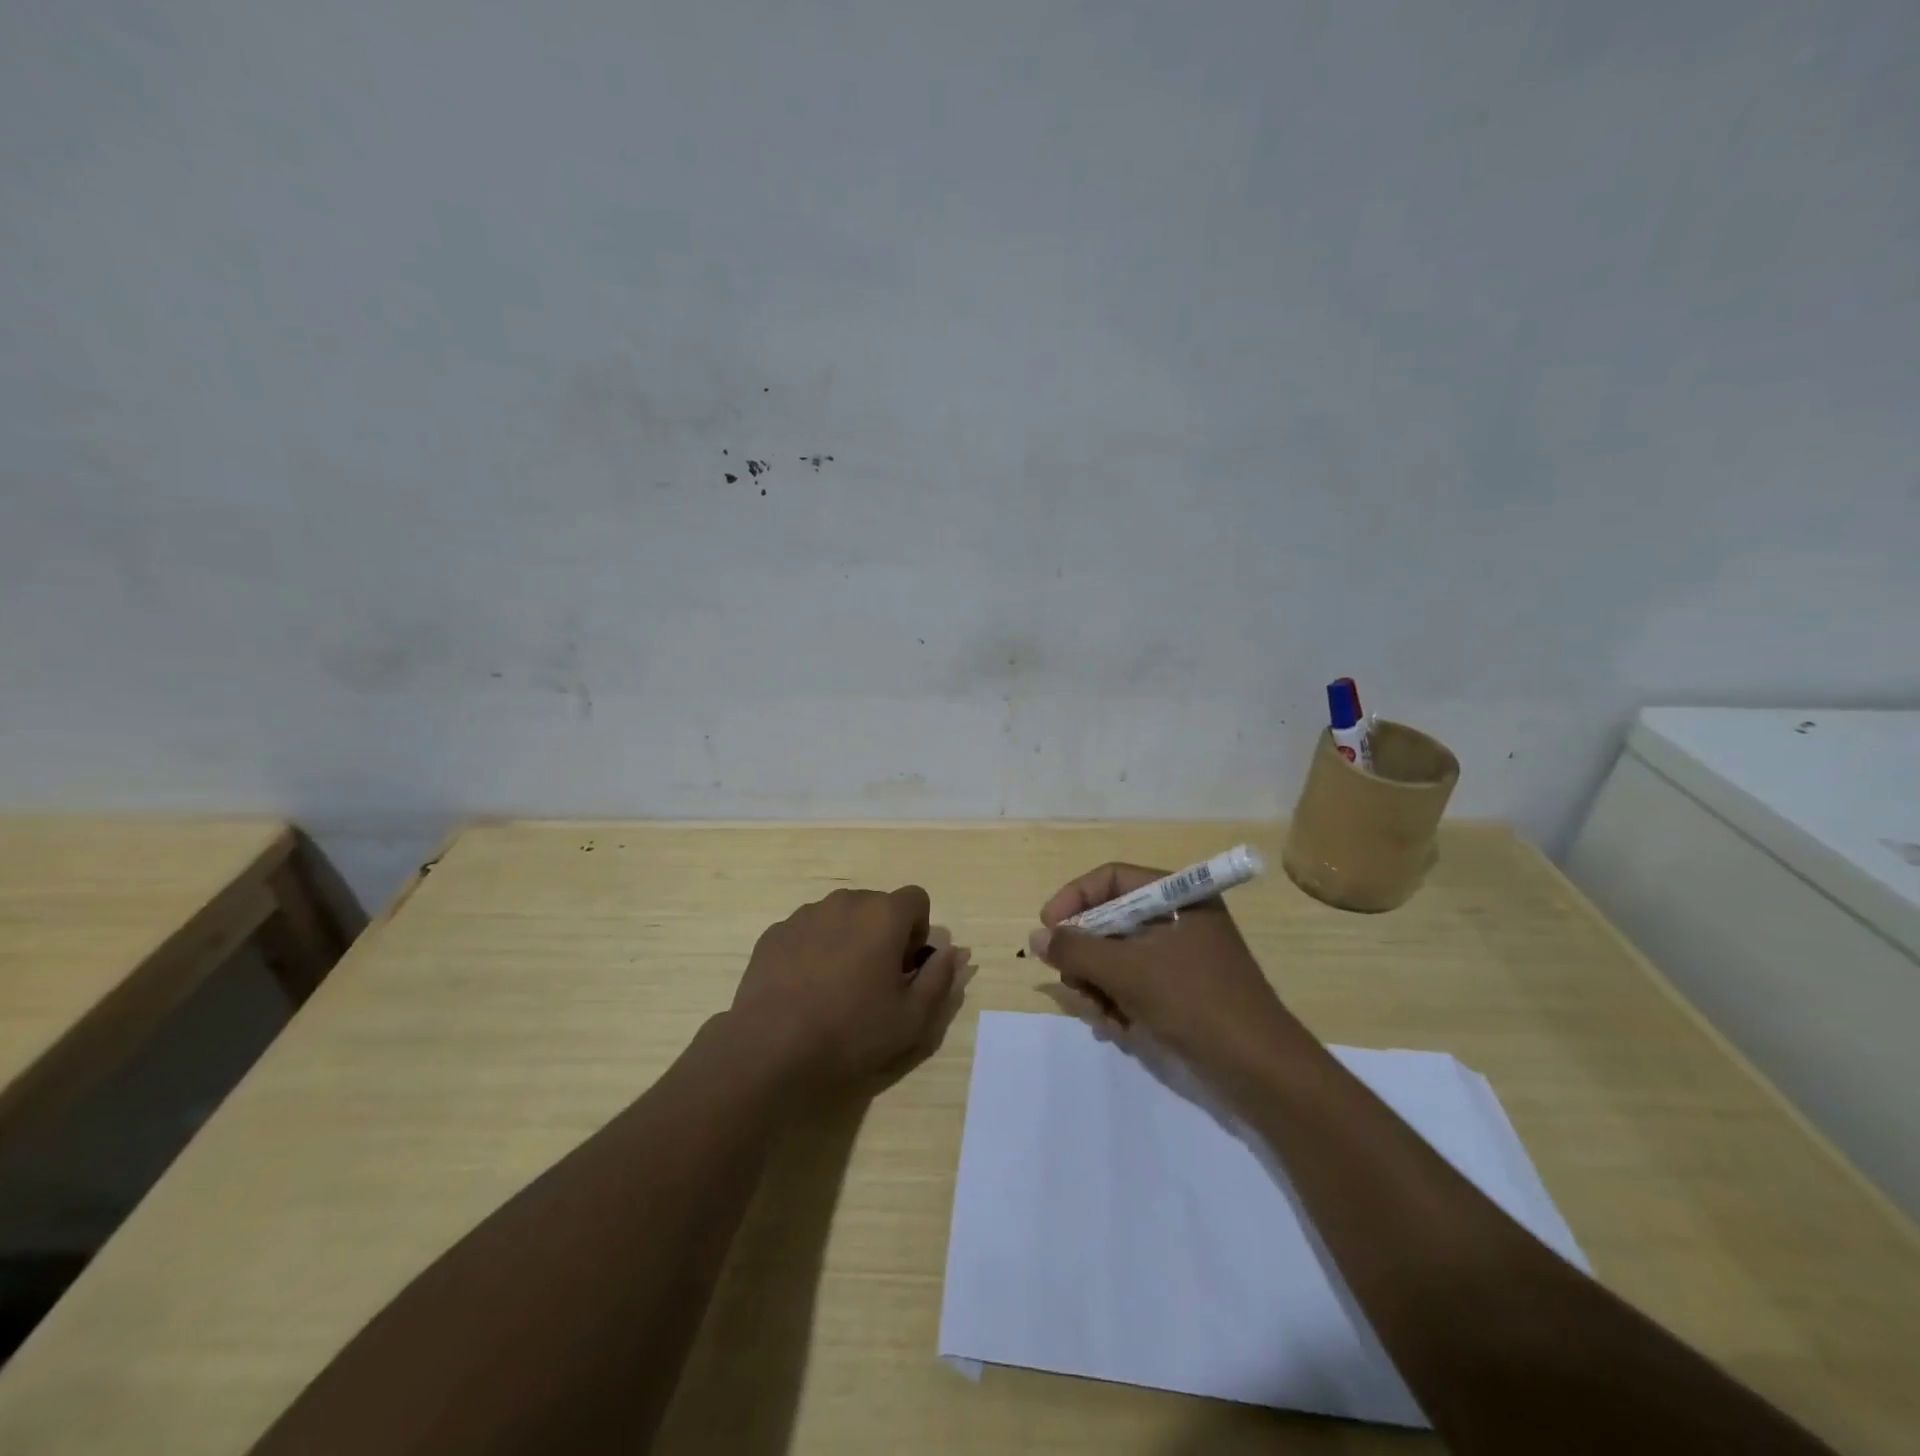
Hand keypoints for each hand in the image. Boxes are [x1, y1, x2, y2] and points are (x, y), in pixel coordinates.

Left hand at [730, 885, 962, 1089]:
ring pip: (840, 916)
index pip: (916, 899)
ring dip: (848, 939)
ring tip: (836, 986)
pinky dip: (814, 949)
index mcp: (884, 914)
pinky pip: (807, 931)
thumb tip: (951, 953)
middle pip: (877, 905)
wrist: (772, 1046)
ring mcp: (806, 914)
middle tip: (874, 980)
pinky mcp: (775, 932)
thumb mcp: (913, 1017)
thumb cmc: (852, 1030)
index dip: (917, 931)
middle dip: (883, 934)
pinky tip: (805, 988)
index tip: (905, 967)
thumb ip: (940, 978)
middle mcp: (846, 901)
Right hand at [1029, 862, 1293, 1075]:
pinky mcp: (1182, 990)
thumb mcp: (1128, 971)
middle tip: (1072, 983)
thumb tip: (1037, 936)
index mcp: (1177, 896)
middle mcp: (1179, 919)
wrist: (1261, 1071)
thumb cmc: (1195, 1003)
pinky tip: (1118, 1027)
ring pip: (1117, 956)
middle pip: (1110, 919)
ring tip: (1101, 1015)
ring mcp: (1181, 956)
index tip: (1047, 931)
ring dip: (1099, 984)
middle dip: (1085, 954)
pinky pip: (1134, 983)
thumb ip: (1076, 949)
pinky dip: (1119, 1001)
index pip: (1111, 880)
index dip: (1074, 899)